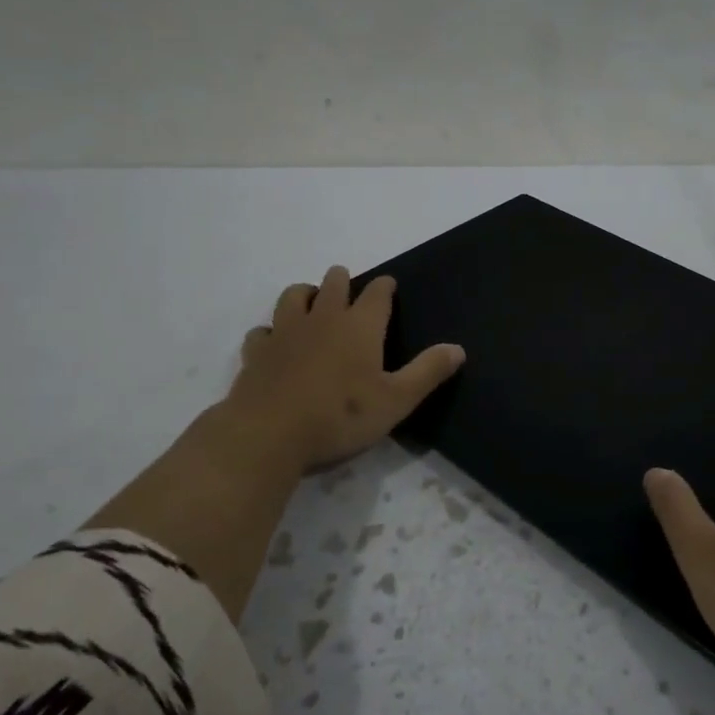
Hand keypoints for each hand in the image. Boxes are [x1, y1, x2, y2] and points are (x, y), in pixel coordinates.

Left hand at [221, 265, 465, 473]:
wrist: (269, 434)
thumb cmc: (340, 417)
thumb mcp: (396, 400)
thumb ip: (427, 372)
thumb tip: (458, 349)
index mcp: (360, 326)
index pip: (377, 293)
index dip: (385, 287)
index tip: (389, 285)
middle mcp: (323, 318)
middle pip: (333, 283)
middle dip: (342, 280)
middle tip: (348, 286)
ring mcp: (285, 332)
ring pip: (294, 296)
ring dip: (305, 294)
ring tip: (312, 302)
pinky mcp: (257, 352)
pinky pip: (263, 330)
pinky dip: (272, 331)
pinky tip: (275, 342)